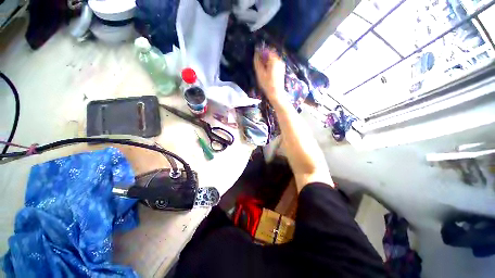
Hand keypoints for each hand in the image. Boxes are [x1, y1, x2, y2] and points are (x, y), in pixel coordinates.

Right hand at [254, 49, 285, 104]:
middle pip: (270, 54)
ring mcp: (281, 65)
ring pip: (272, 59)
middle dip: (263, 56)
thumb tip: (256, 54)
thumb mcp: (260, 73)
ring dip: (266, 61)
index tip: (256, 55)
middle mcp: (279, 60)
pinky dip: (270, 64)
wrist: (276, 94)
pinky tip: (266, 71)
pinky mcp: (281, 69)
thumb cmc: (267, 85)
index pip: (267, 50)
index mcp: (274, 60)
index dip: (260, 51)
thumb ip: (257, 62)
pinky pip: (274, 63)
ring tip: (261, 68)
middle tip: (258, 63)